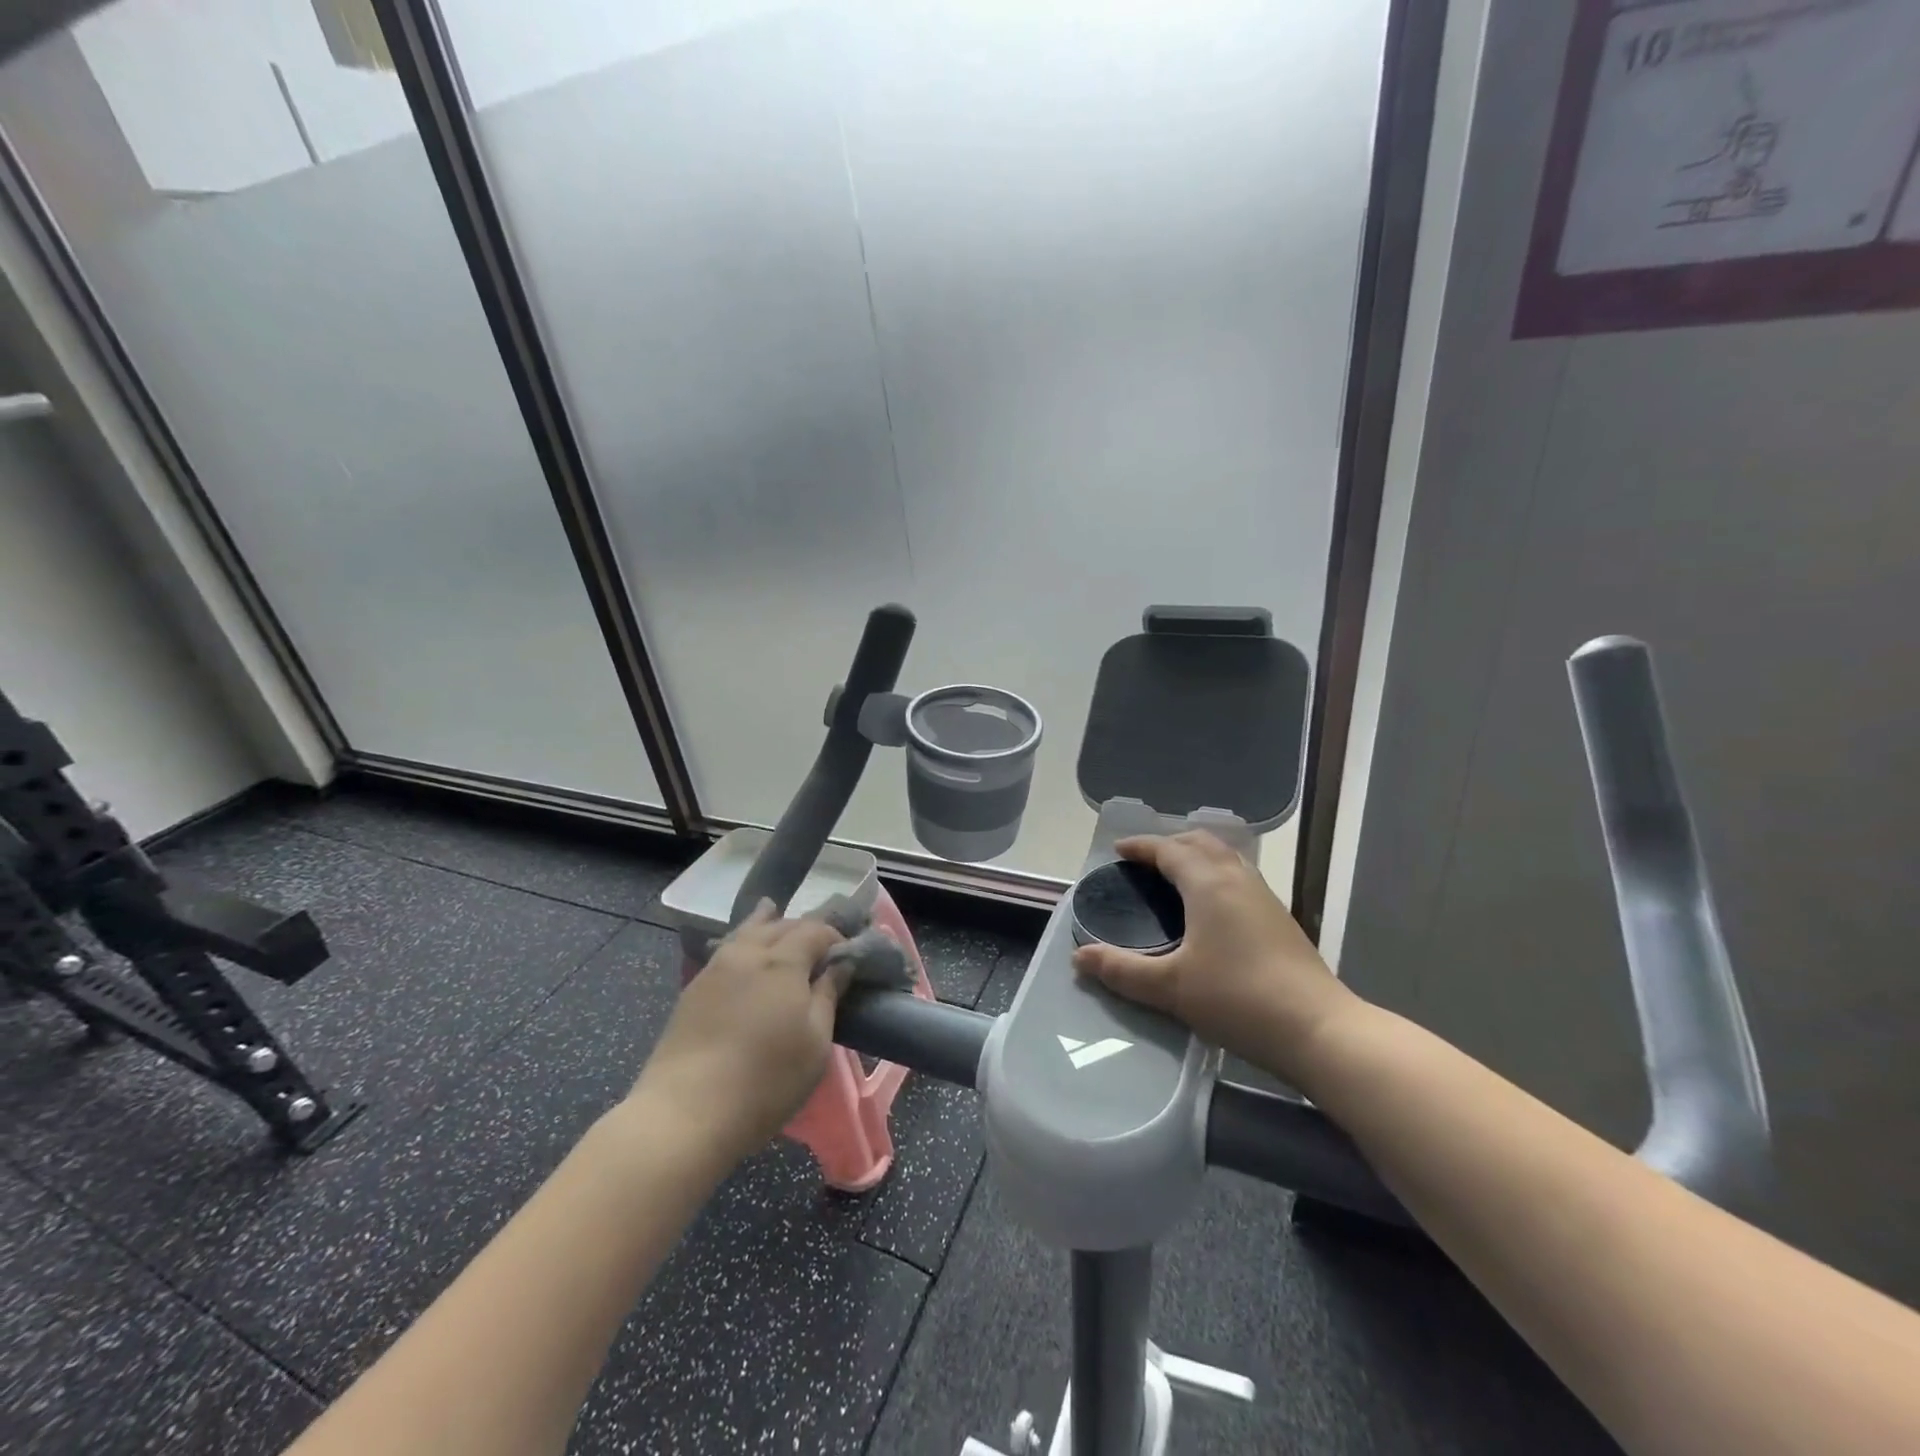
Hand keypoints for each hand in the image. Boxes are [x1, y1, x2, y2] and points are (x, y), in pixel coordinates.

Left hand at [632, 902, 847, 1162]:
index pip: (815, 930)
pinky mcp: (693, 989)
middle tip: (819, 948)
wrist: (685, 1113)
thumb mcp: (815, 1042)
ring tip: (774, 914)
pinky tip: (742, 946)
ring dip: (767, 923)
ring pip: (747, 931)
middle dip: (804, 929)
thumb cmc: (766, 1081)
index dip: (835, 937)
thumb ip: (828, 995)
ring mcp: (716, 968)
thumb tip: (841, 963)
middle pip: (781, 925)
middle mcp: (748, 953)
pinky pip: (726, 948)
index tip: (848, 956)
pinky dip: (742, 939)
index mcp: (783, 962)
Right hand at [1070, 832, 1361, 1082]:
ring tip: (1175, 877)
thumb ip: (1122, 970)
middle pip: (1201, 843)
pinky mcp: (1280, 918)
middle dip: (1170, 844)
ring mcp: (1264, 896)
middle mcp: (1237, 878)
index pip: (1169, 849)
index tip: (1119, 851)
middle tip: (1145, 862)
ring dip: (1197, 856)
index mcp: (1208, 884)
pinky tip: (1212, 907)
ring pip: (1226, 857)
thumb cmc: (1238, 999)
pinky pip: (1240, 876)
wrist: (1318, 1029)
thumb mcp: (1170, 987)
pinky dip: (1216, 874)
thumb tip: (1079, 957)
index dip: (1142, 846)